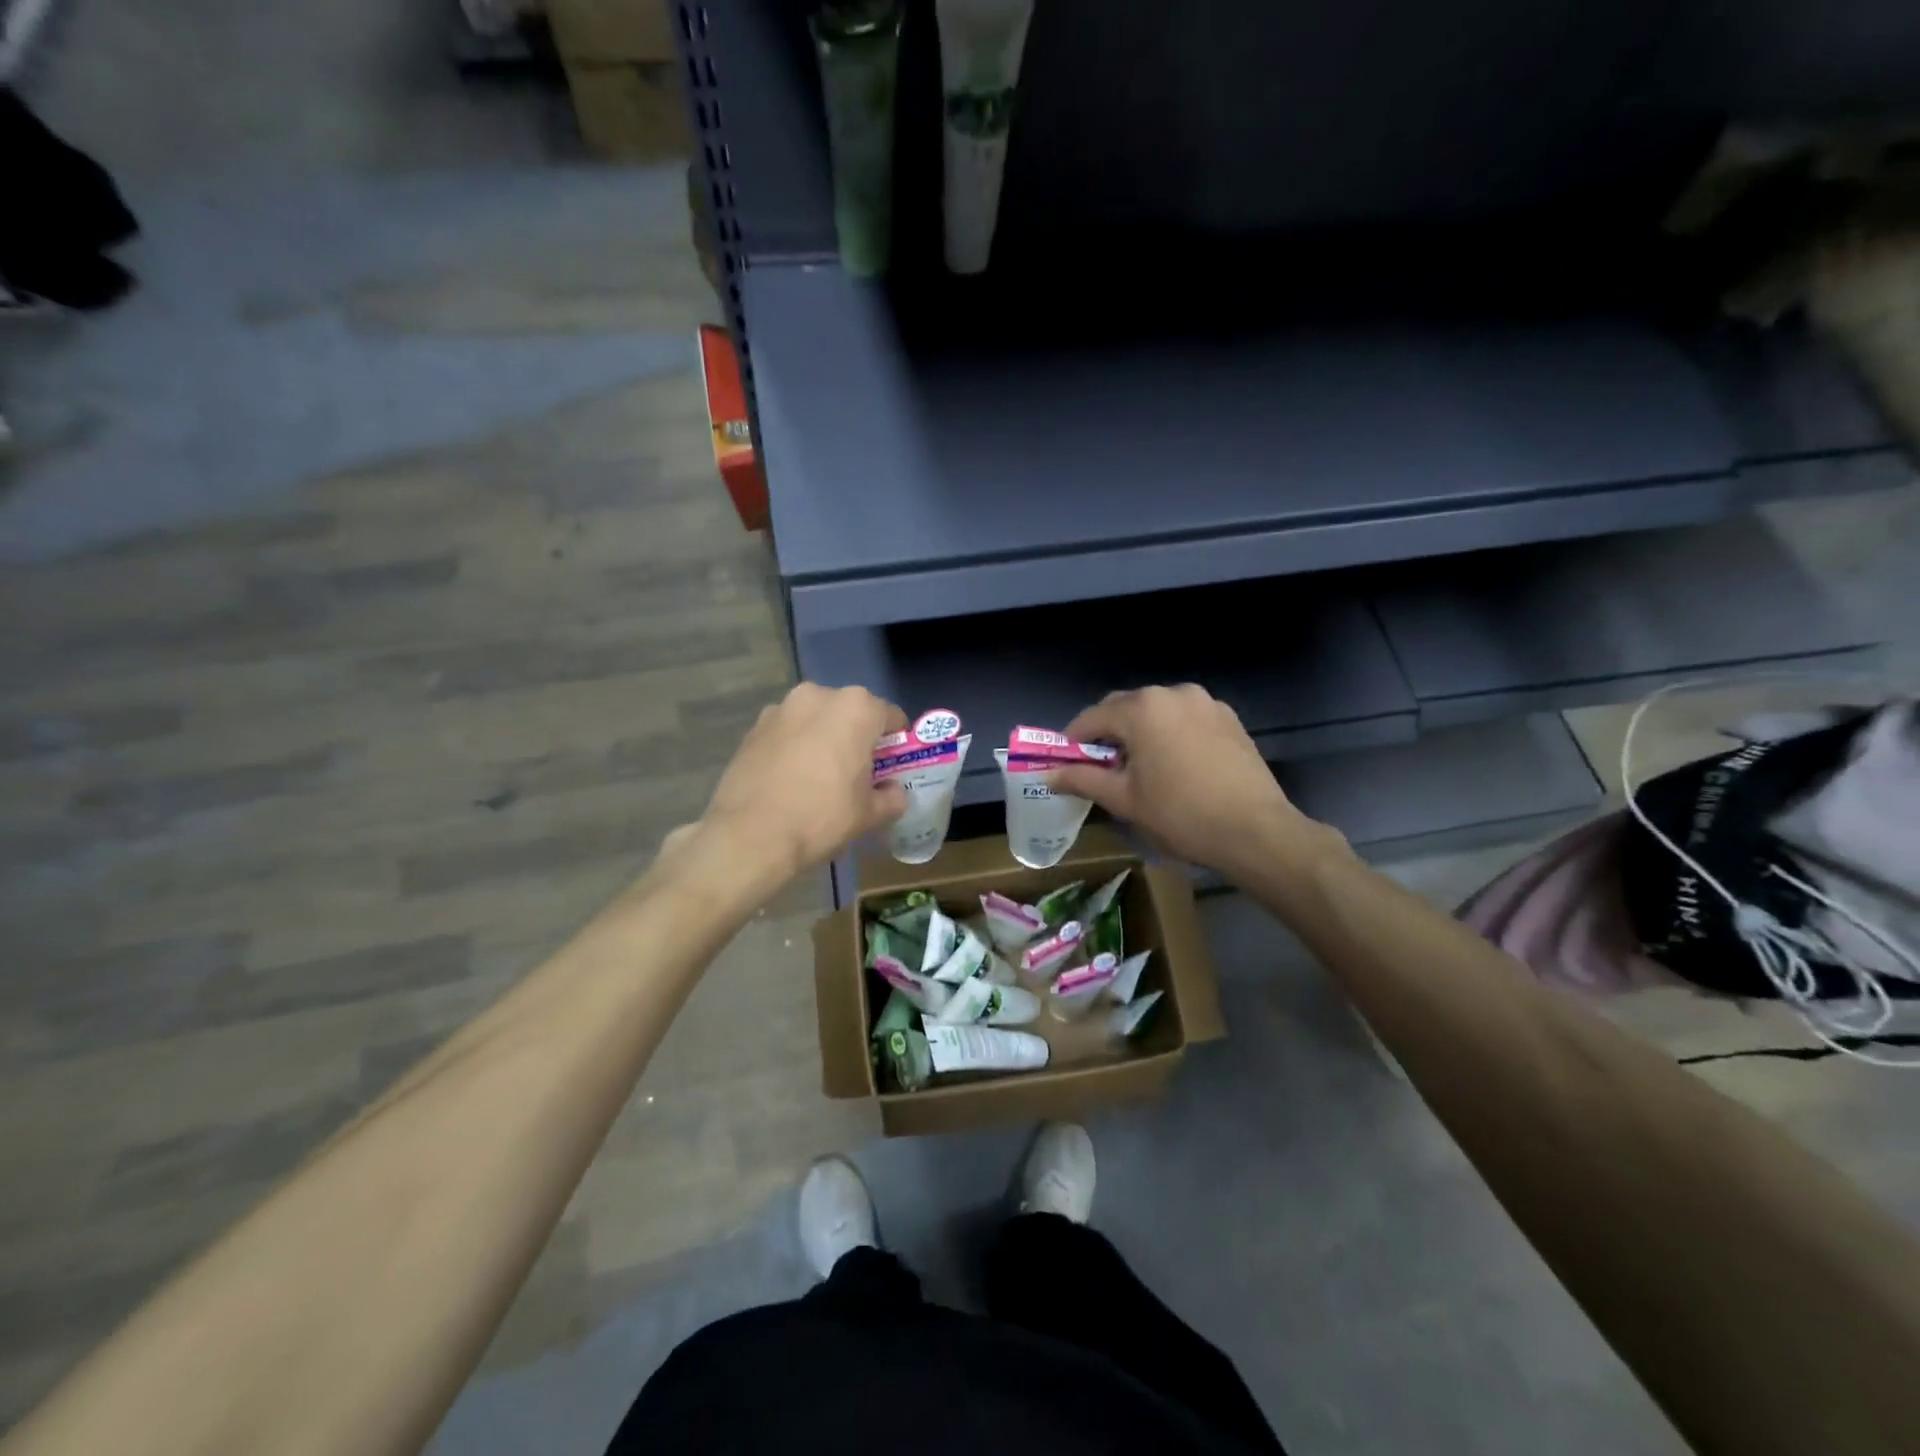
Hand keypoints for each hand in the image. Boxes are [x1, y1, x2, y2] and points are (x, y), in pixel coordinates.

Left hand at [696, 683, 907, 886]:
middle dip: (856, 737)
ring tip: (818, 777)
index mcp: (856, 708)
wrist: (750, 835)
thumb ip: (892, 797)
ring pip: (815, 720)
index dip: (895, 743)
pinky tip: (789, 780)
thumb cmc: (822, 817)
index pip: (890, 717)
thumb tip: (894, 793)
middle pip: (850, 713)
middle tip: (856, 774)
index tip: (891, 767)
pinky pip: (787, 733)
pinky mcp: (753, 728)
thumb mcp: (870, 814)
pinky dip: (794, 747)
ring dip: (823, 739)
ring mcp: (781, 708)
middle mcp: (818, 695)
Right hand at [1049, 685, 1329, 876]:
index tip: (1065, 763)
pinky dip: (1171, 733)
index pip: (1092, 717)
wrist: (1255, 831)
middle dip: (1108, 733)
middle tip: (1100, 767)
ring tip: (1140, 766)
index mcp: (1142, 709)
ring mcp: (1205, 702)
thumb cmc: (1180, 814)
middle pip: (1126, 708)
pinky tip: (1175, 764)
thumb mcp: (1124, 800)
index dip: (1073, 740)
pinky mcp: (1229, 718)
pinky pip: (1186, 718)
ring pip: (1158, 711)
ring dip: (1141, 731)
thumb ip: (1082, 779)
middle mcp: (1172, 693)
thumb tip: (1048, 775)